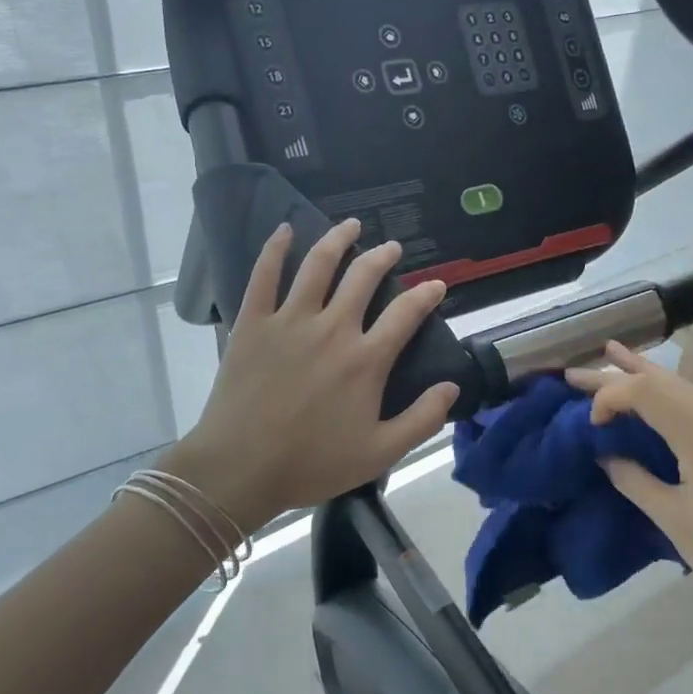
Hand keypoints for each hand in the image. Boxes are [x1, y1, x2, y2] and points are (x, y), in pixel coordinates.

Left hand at [165, 219, 459, 532]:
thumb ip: (422, 420)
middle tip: (392, 248)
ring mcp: (289, 321)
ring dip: (338, 240)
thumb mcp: (380, 453)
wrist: (240, 468)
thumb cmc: (312, 463)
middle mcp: (332, 329)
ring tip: (351, 225)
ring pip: (318, 266)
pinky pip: (264, 276)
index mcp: (365, 360)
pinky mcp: (253, 323)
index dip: (426, 295)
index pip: (406, 314)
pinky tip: (285, 230)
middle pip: (363, 277)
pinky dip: (275, 249)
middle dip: (383, 257)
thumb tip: (451, 387)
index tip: (437, 284)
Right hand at [565, 342, 692, 589]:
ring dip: (641, 373)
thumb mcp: (672, 520)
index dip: (611, 397)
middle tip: (574, 374)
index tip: (591, 424)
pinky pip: (691, 400)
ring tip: (610, 353)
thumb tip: (604, 455)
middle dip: (617, 375)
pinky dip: (662, 389)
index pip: (648, 393)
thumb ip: (634, 480)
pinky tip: (647, 382)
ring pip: (679, 385)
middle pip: (662, 381)